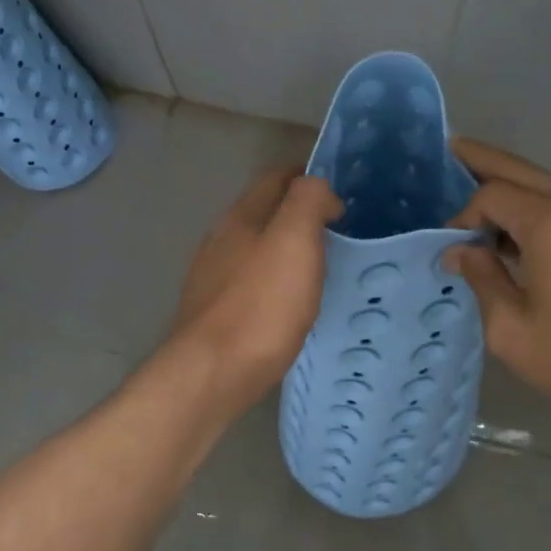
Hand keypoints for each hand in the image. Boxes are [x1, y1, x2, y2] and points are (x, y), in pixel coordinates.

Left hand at [172, 166, 342, 411]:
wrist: (212, 373)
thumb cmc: (261, 303)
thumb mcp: (294, 239)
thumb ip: (308, 200)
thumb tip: (318, 190)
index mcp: (241, 217)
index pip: (275, 178)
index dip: (307, 177)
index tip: (338, 195)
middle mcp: (220, 241)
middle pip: (262, 213)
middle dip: (297, 214)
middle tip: (335, 232)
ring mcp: (212, 279)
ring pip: (254, 250)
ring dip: (284, 250)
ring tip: (318, 268)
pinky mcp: (213, 314)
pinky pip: (249, 284)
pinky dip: (273, 282)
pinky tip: (288, 304)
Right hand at [443, 139, 550, 437]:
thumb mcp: (512, 329)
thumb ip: (481, 279)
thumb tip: (459, 251)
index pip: (492, 196)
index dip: (462, 218)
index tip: (450, 251)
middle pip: (520, 170)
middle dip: (483, 160)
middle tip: (450, 147)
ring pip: (545, 183)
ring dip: (510, 182)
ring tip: (474, 182)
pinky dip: (534, 202)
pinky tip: (516, 226)